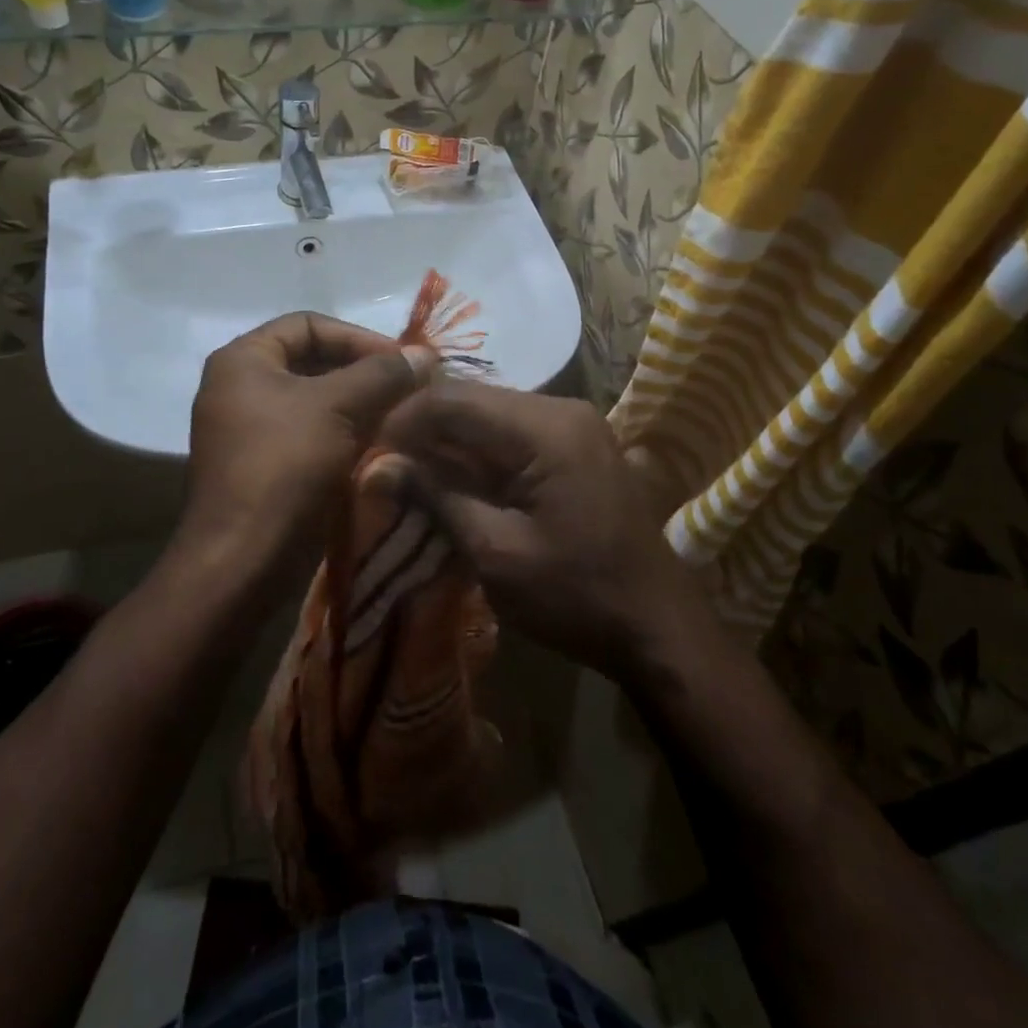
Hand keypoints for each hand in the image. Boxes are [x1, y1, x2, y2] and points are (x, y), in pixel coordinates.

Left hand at [178, 313, 431, 596]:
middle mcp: (240, 387)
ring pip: (316, 401)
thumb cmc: (285, 467)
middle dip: (364, 373)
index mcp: (243, 360)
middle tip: (409, 389)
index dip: (359, 336)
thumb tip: (426, 354)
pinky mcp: (264, 466)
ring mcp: (250, 429)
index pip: (309, 324)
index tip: (401, 361)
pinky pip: (311, 434)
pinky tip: (380, 446)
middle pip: (313, 362)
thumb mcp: (339, 408)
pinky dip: (346, 434)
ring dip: (360, 405)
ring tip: (402, 417)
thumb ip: (384, 374)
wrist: (243, 561)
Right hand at [381, 383, 704, 682]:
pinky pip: (514, 433)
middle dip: (424, 429)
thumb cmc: (578, 596)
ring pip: (491, 414)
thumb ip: (438, 497)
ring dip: (450, 442)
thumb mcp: (498, 553)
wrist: (659, 628)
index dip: (404, 420)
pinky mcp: (578, 444)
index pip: (454, 398)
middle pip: (473, 400)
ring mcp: (575, 423)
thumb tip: (377, 466)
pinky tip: (457, 481)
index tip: (368, 454)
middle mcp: (563, 408)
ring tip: (411, 476)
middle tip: (385, 467)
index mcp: (546, 427)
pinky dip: (480, 453)